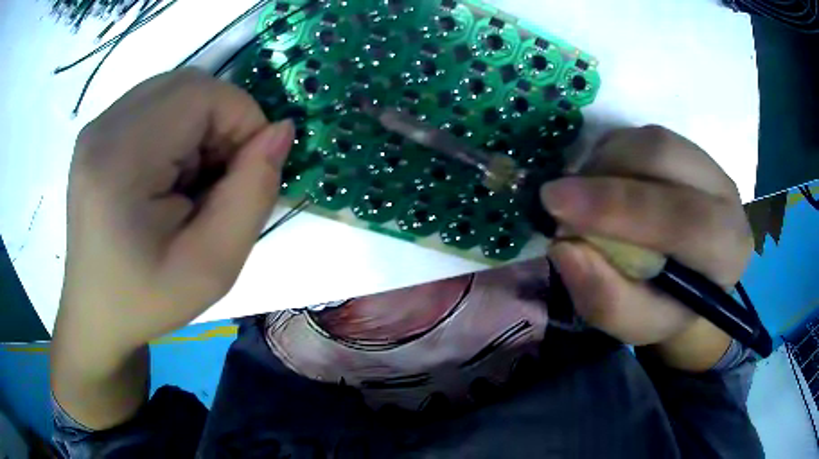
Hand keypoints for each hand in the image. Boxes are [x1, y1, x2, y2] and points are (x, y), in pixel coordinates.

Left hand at [53, 69, 293, 427]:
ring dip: (200, 126)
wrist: (97, 313)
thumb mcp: (213, 267)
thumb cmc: (148, 300)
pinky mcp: (98, 132)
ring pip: (175, 90)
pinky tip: (169, 174)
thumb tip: (280, 131)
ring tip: (190, 182)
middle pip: (189, 85)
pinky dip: (179, 128)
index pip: (202, 95)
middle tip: (219, 180)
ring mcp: (97, 126)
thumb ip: (253, 194)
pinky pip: (156, 104)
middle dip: (222, 122)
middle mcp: (102, 128)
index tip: (247, 173)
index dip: (243, 121)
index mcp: (119, 161)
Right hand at [542, 126, 752, 370]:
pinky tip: (603, 184)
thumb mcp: (636, 325)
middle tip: (559, 200)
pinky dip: (610, 154)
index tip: (556, 204)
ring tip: (585, 198)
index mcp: (726, 250)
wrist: (690, 282)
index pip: (683, 218)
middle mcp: (726, 196)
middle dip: (604, 175)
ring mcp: (707, 164)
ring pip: (649, 139)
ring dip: (604, 163)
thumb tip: (564, 248)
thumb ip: (606, 299)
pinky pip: (641, 135)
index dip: (618, 207)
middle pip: (663, 156)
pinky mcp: (687, 148)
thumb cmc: (665, 308)